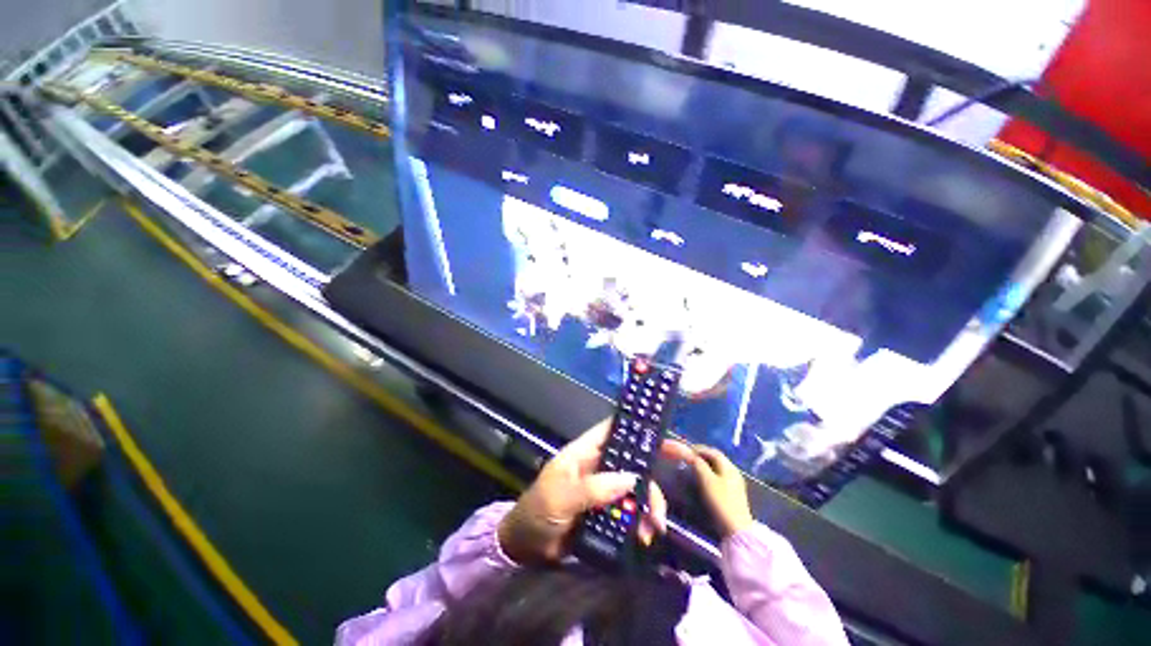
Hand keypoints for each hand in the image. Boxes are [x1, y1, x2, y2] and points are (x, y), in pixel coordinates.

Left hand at [498, 420, 691, 562]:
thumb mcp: (560, 497)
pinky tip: (644, 537)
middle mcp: (597, 466)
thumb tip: (632, 478)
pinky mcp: (607, 512)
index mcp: (583, 452)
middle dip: (653, 465)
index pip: (612, 429)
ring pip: (635, 486)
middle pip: (631, 458)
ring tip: (654, 527)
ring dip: (649, 503)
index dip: (634, 424)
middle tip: (684, 464)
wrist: (525, 549)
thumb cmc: (537, 513)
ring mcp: (603, 489)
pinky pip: (631, 511)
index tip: (660, 426)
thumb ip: (593, 488)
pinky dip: (642, 522)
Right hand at [691, 446, 754, 538]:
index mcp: (729, 467)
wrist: (736, 528)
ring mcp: (736, 483)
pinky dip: (711, 474)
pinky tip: (704, 480)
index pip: (713, 452)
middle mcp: (734, 472)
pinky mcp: (734, 494)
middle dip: (703, 456)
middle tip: (690, 458)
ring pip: (719, 469)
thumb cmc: (720, 501)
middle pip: (717, 459)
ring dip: (706, 466)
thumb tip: (692, 456)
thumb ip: (698, 464)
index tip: (688, 451)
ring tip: (695, 468)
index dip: (700, 449)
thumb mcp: (706, 480)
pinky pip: (721, 477)